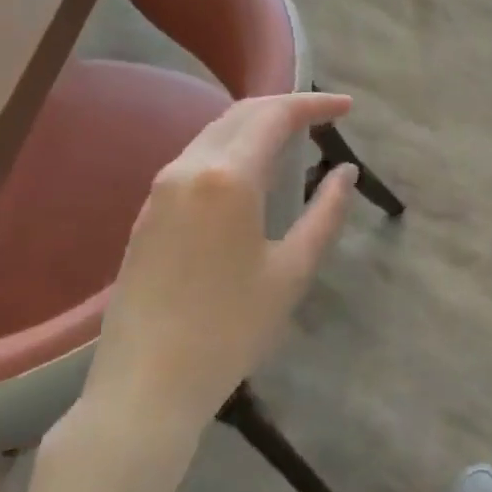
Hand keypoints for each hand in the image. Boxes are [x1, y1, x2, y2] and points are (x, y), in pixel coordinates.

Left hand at [81, 91, 357, 427]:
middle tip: (324, 117)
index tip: (347, 108)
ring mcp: (160, 190)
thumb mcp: (292, 270)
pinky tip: (250, 173)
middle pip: (241, 114)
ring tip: (293, 140)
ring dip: (256, 126)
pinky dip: (231, 149)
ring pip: (214, 134)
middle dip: (285, 107)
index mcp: (228, 177)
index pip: (275, 116)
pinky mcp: (146, 213)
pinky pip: (195, 160)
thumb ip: (326, 213)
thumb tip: (346, 173)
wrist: (144, 387)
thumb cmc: (230, 329)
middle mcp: (188, 168)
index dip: (314, 105)